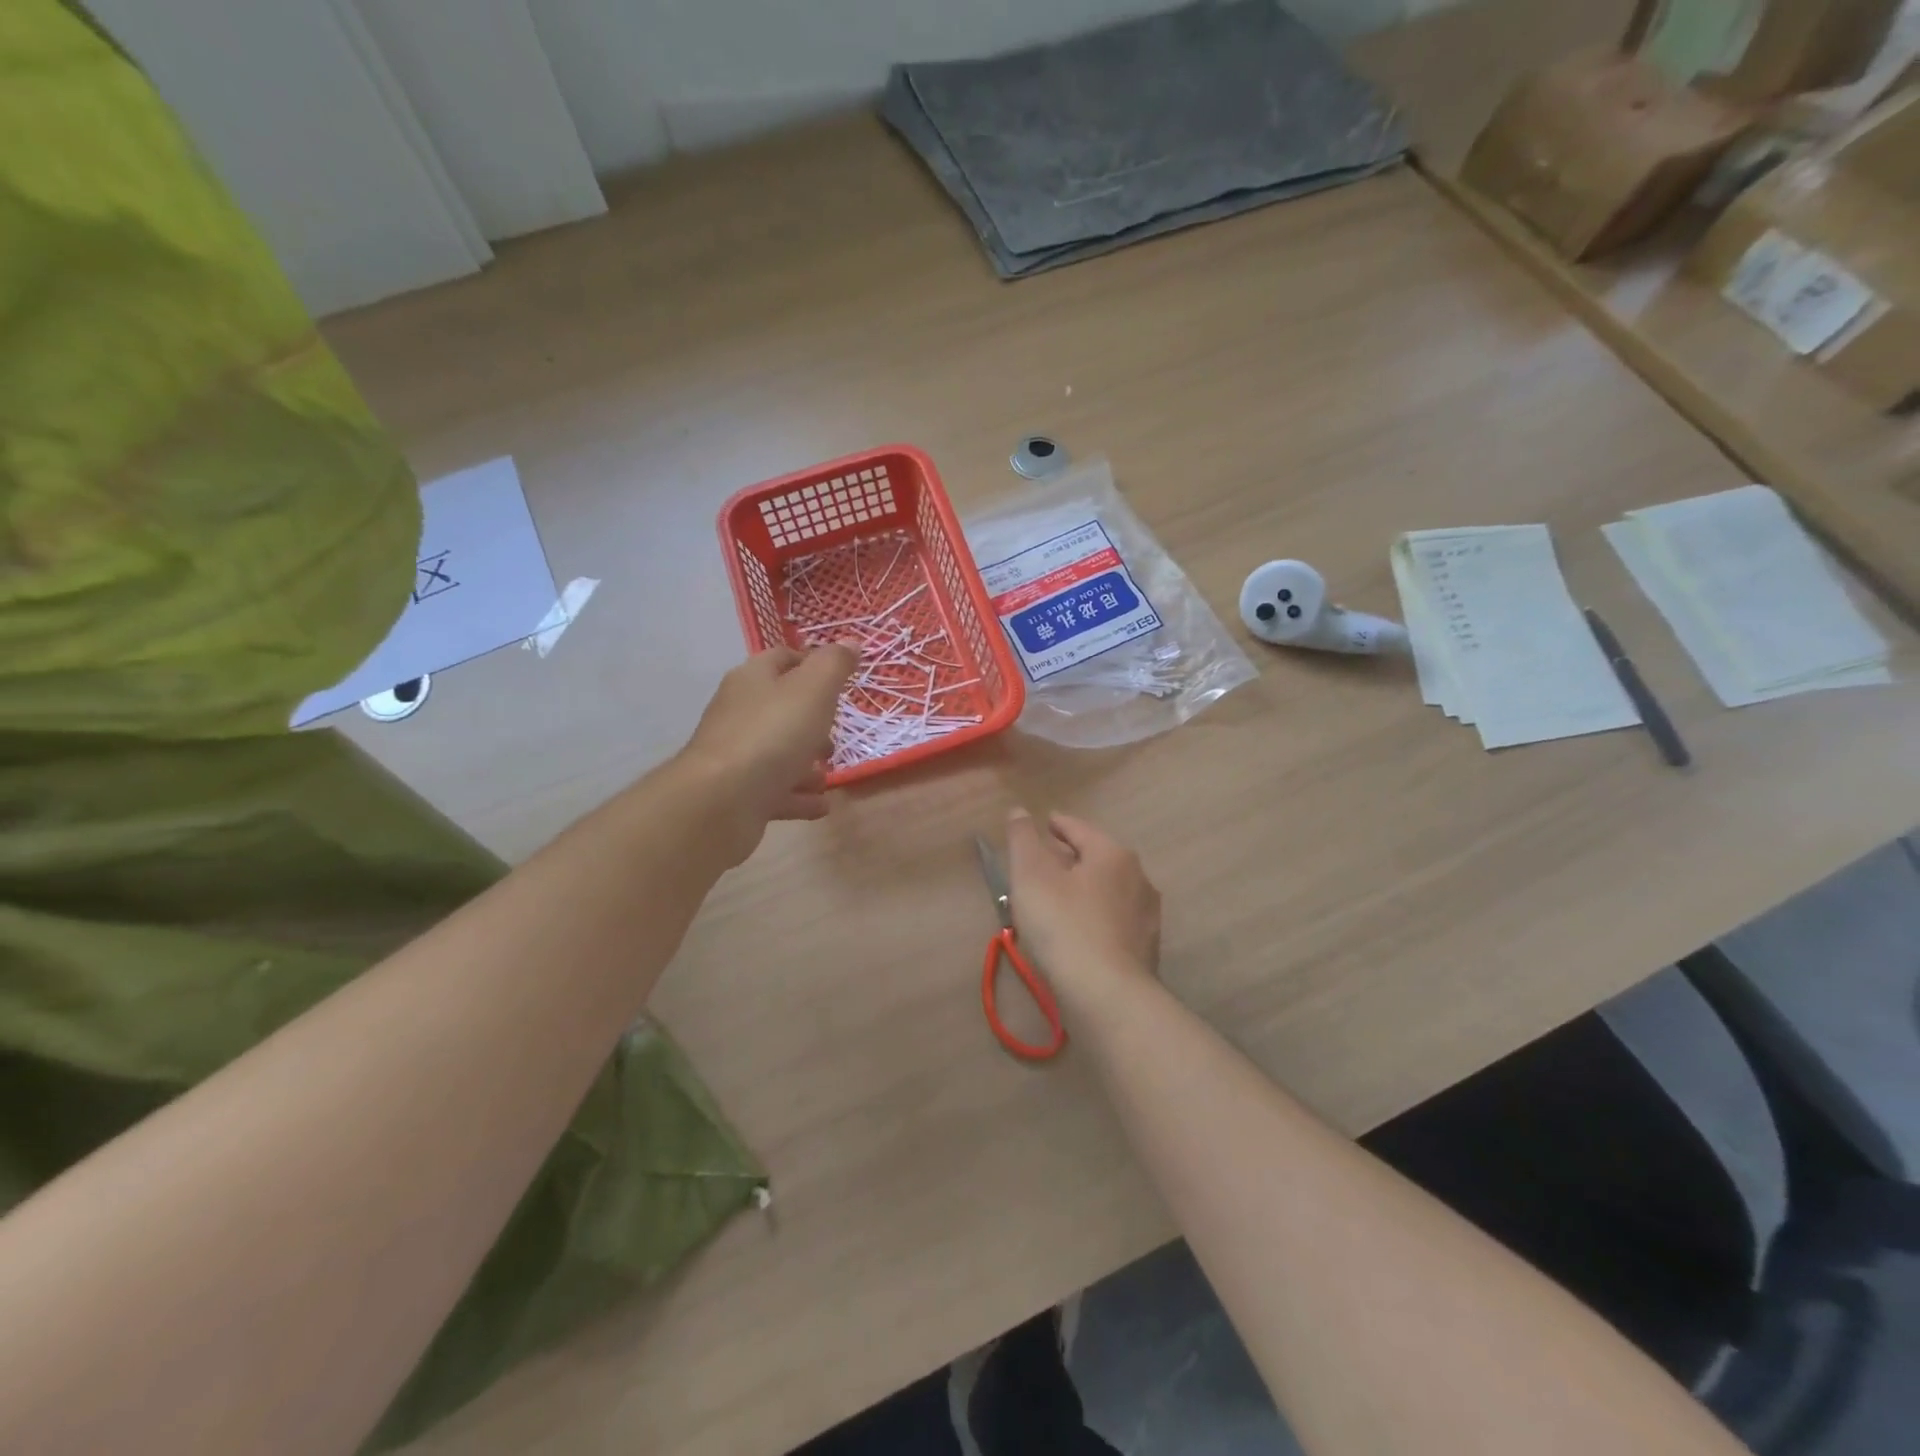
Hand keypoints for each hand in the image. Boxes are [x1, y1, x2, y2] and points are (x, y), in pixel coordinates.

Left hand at [680, 646, 855, 860]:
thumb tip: (851, 642)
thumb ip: (834, 665)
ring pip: (778, 752)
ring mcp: (737, 756)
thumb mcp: (813, 690)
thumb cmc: (772, 735)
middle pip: (780, 708)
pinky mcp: (738, 795)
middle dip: (812, 720)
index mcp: (753, 679)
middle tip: (838, 733)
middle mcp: (740, 712)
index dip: (812, 663)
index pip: (783, 658)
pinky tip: (821, 805)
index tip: (842, 680)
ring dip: (806, 761)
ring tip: (830, 773)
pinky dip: (799, 796)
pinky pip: (776, 791)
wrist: (721, 802)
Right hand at [1005, 810, 1160, 1001]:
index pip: (1079, 829)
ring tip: (1058, 899)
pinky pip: (1113, 921)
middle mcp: (1138, 878)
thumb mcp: (1031, 875)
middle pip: (1097, 859)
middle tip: (1044, 863)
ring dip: (1083, 889)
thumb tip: (1019, 811)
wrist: (1108, 995)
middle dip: (1071, 858)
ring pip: (1107, 891)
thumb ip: (1023, 839)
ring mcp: (1146, 916)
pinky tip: (1077, 933)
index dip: (1058, 825)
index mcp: (1112, 854)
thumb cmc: (1064, 925)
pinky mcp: (1146, 949)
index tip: (1044, 824)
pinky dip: (1094, 917)